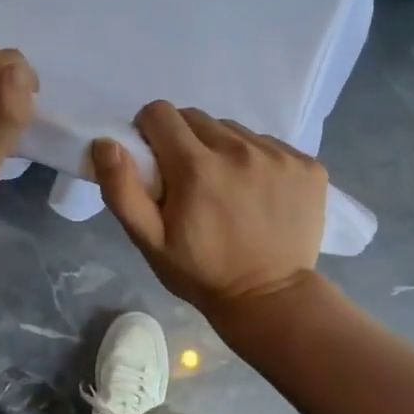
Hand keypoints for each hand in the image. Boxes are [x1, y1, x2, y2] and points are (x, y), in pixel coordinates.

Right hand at [92, 102, 326, 316]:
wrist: (270, 299)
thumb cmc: (201, 272)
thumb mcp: (149, 240)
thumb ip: (122, 189)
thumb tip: (106, 143)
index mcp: (195, 166)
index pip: (160, 114)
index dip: (149, 132)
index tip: (155, 160)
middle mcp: (238, 150)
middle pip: (196, 118)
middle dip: (183, 140)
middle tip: (188, 180)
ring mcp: (278, 155)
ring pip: (233, 130)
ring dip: (221, 149)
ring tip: (225, 188)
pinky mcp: (307, 165)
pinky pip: (268, 144)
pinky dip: (256, 160)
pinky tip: (257, 193)